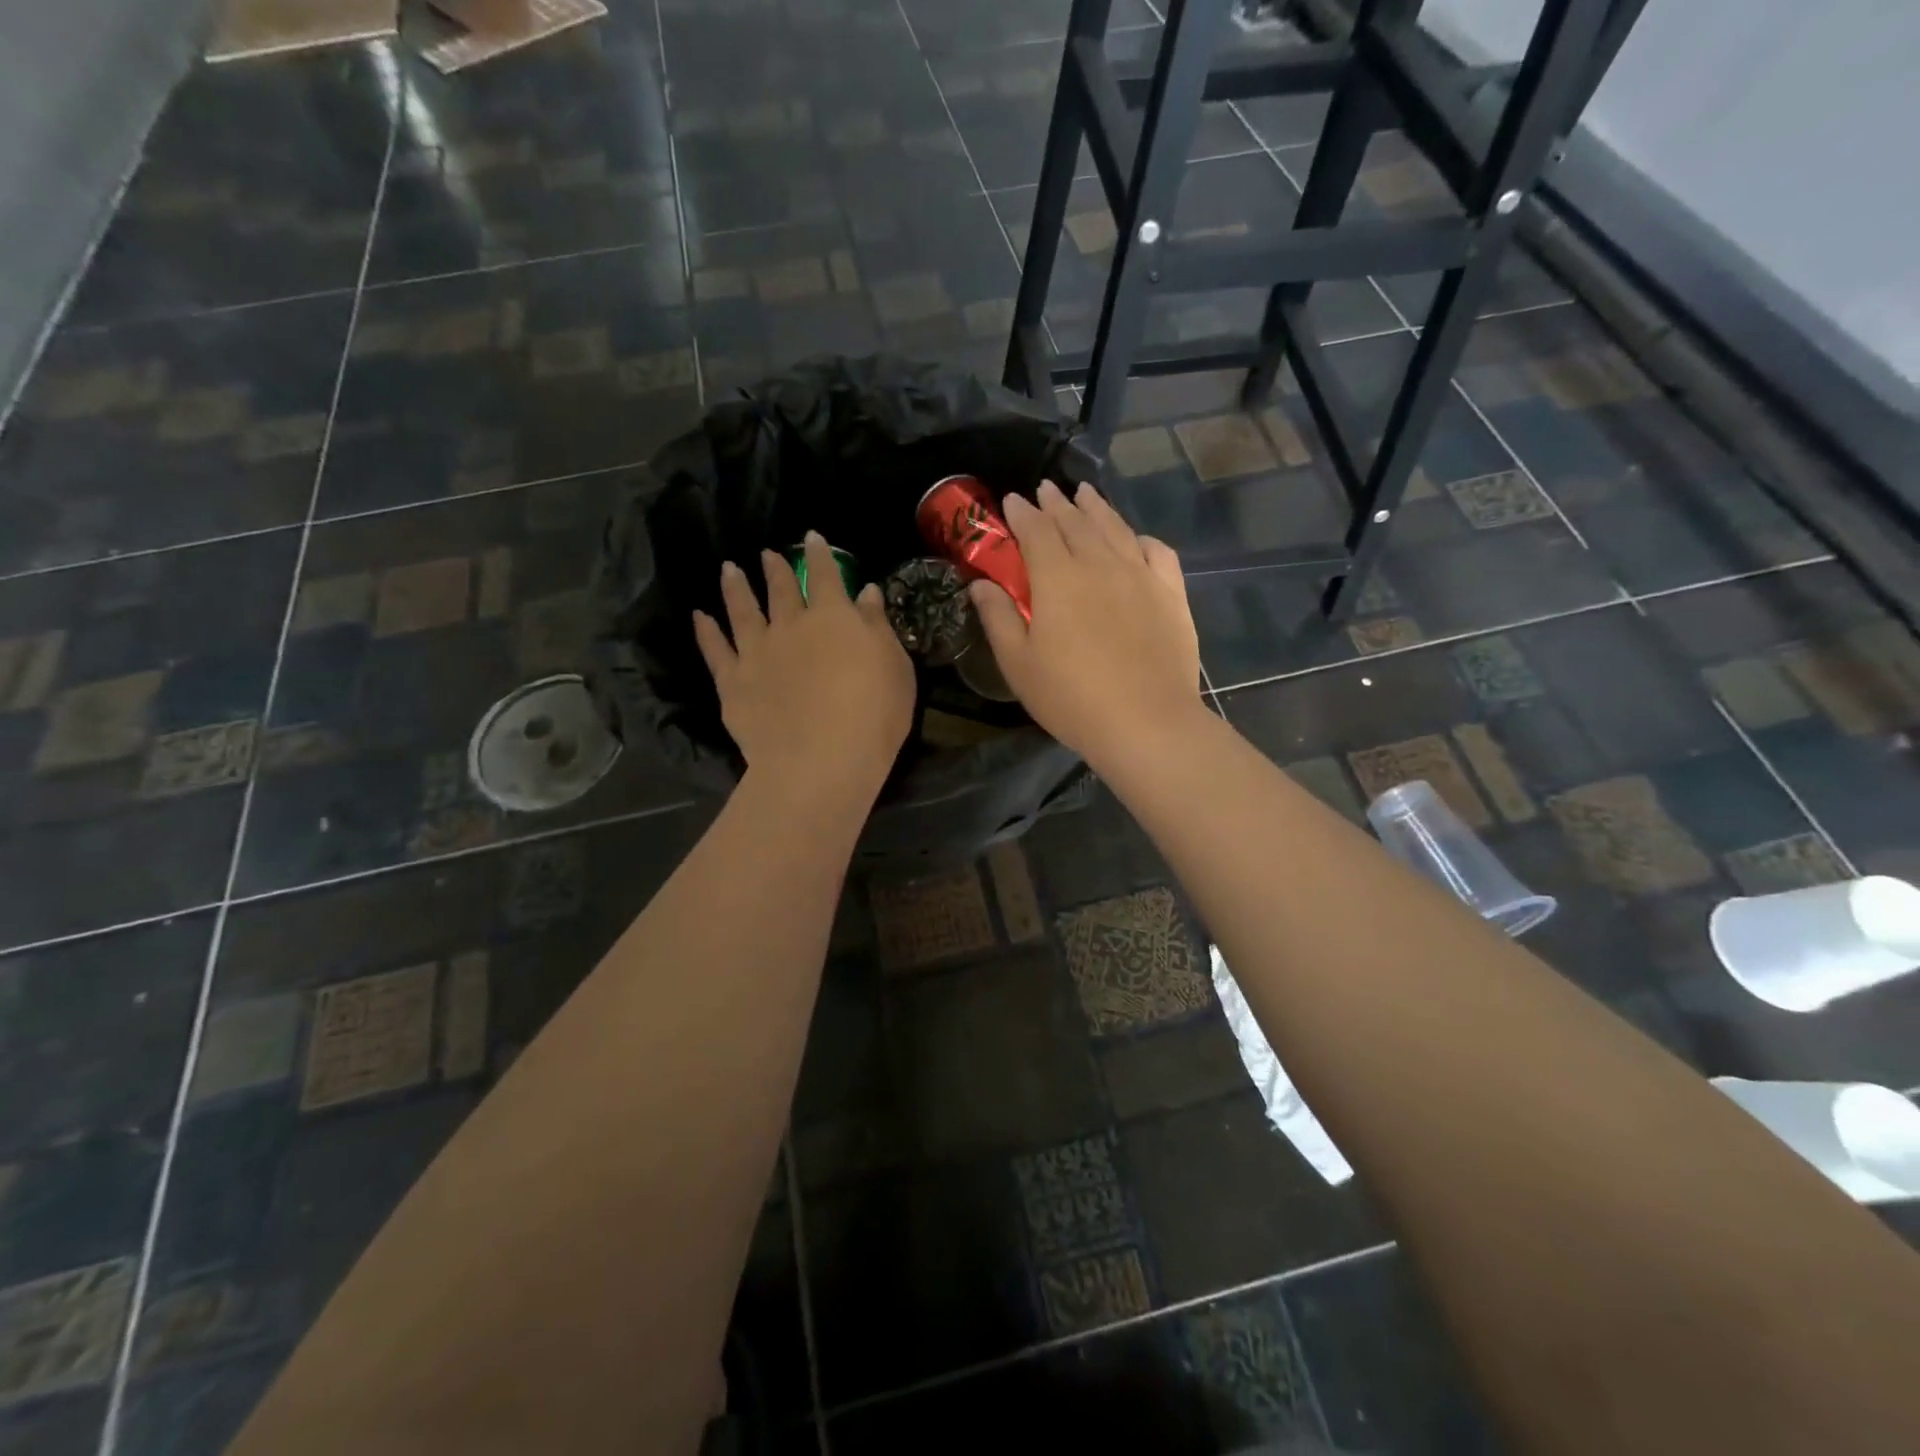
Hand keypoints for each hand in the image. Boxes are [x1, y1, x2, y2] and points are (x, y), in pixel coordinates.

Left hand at [693, 532, 913, 802]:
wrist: (822, 761)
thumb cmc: (874, 715)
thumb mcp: (895, 668)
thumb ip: (877, 627)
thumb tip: (866, 591)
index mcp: (834, 618)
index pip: (826, 575)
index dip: (820, 554)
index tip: (811, 538)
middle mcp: (791, 625)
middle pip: (782, 590)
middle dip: (776, 569)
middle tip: (767, 554)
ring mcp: (757, 652)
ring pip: (743, 611)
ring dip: (736, 588)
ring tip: (729, 570)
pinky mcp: (733, 682)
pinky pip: (715, 649)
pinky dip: (706, 631)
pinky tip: (700, 617)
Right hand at [970, 480, 1204, 769]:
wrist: (1145, 722)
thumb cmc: (1071, 698)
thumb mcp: (1018, 664)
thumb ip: (998, 617)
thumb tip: (980, 584)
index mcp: (1058, 578)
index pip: (1036, 531)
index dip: (1022, 513)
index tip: (1012, 501)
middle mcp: (1100, 563)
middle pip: (1076, 522)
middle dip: (1057, 503)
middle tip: (1047, 490)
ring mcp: (1140, 575)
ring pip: (1116, 528)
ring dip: (1097, 507)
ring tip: (1085, 493)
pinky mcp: (1171, 594)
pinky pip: (1156, 552)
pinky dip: (1140, 538)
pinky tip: (1135, 539)